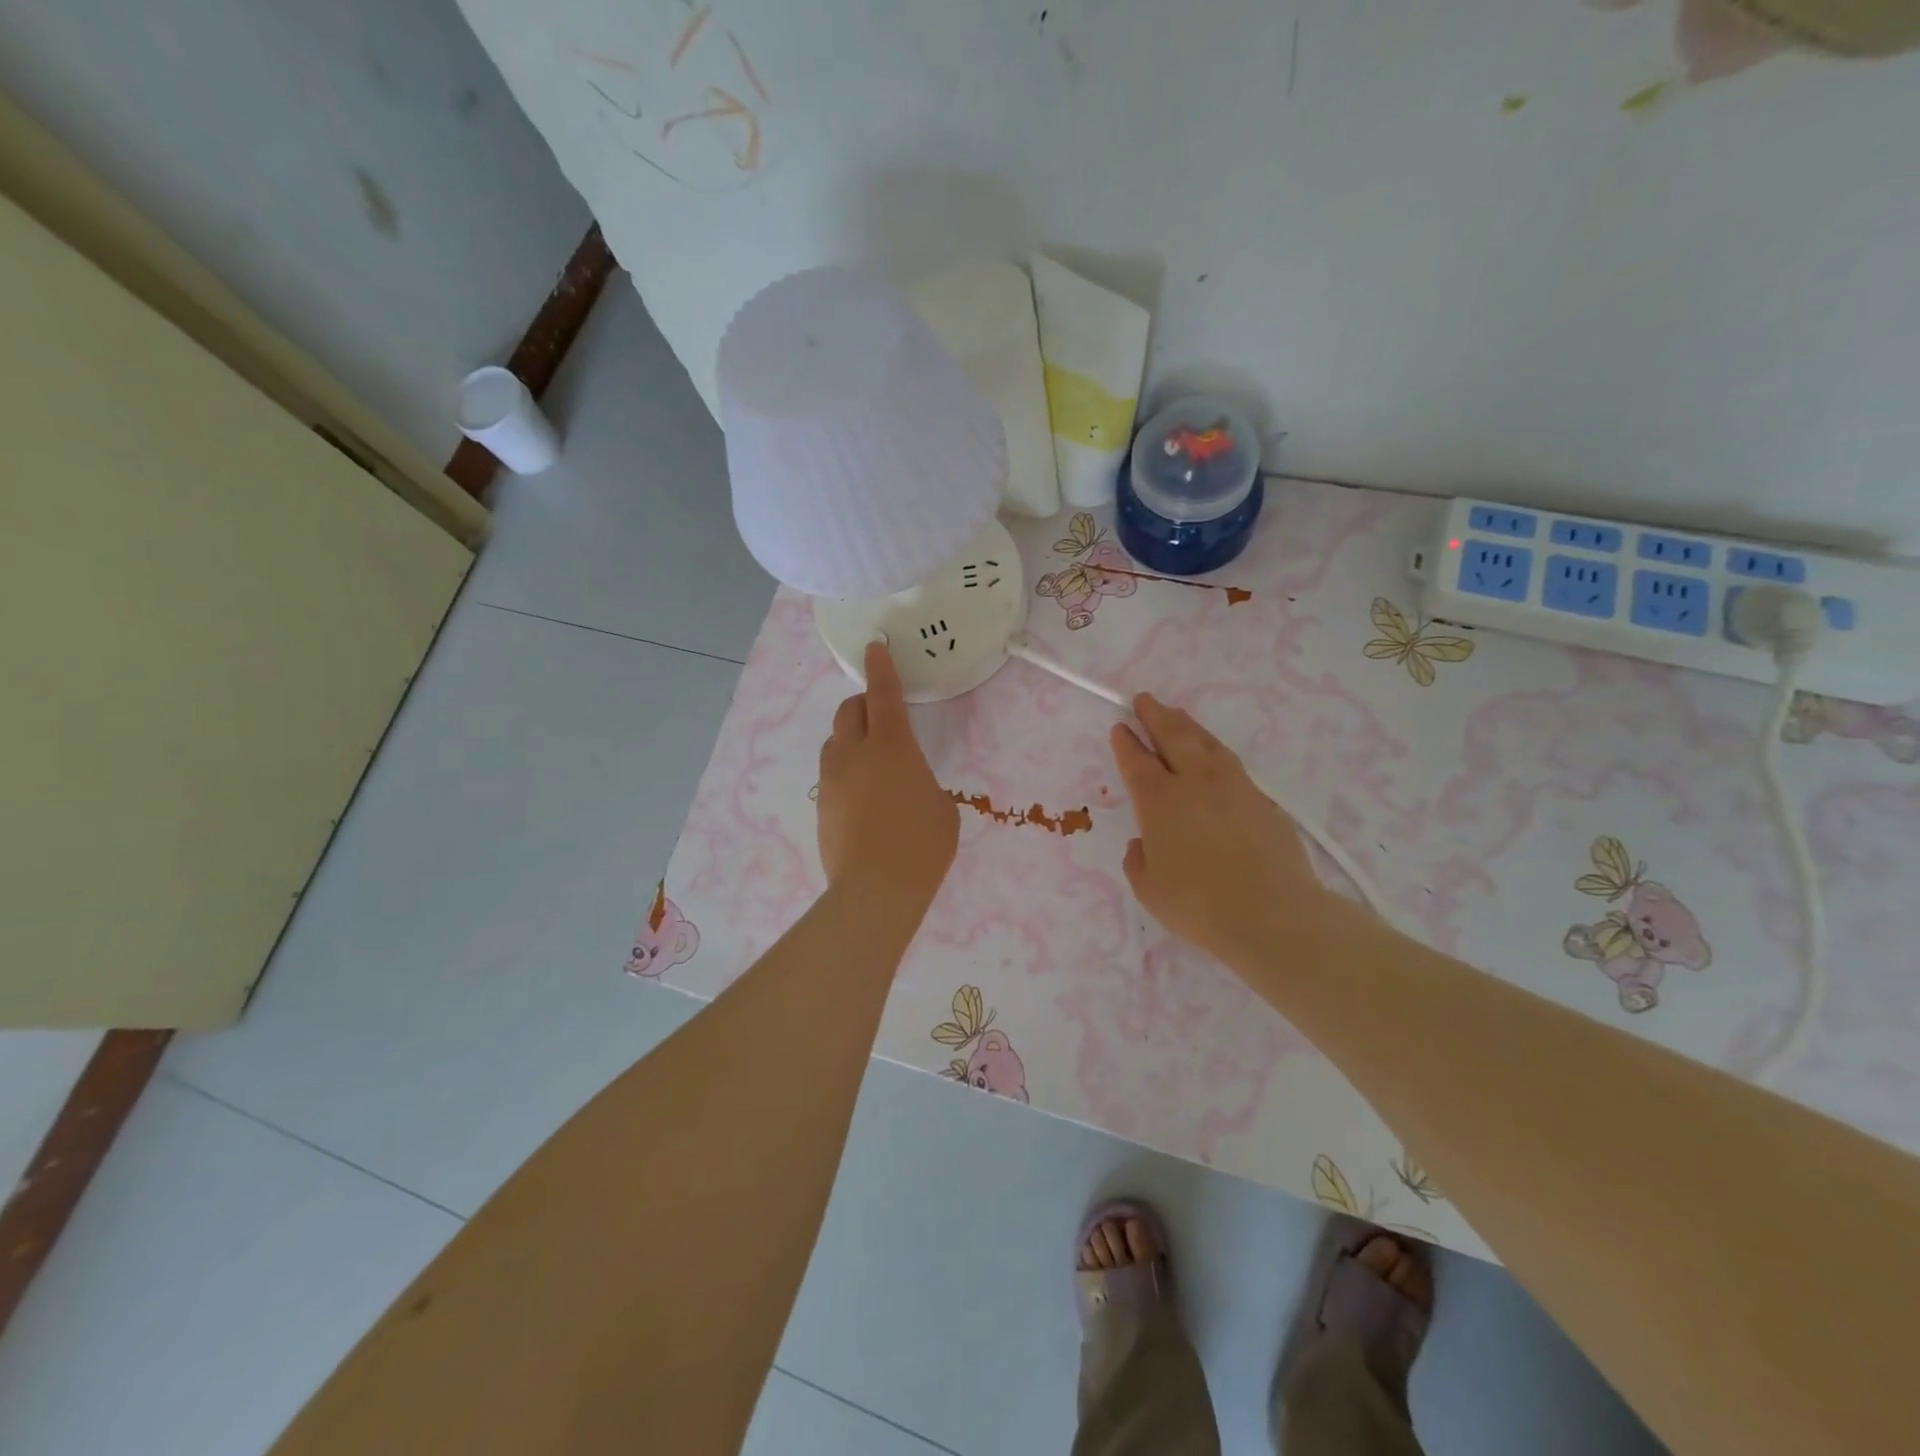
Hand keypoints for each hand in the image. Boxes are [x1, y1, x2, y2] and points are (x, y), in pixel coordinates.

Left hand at [817, 642, 958, 905]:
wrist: (875, 891)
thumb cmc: (922, 845)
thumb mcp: (941, 807)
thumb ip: (922, 782)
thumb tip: (907, 785)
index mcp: (892, 745)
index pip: (883, 694)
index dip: (880, 668)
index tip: (874, 648)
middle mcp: (855, 753)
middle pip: (849, 711)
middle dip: (863, 704)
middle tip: (881, 714)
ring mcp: (832, 779)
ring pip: (835, 741)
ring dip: (852, 737)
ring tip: (871, 759)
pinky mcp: (821, 805)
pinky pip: (832, 773)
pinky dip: (846, 771)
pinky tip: (863, 797)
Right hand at [1111, 694, 1350, 967]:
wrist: (1272, 914)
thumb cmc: (1198, 904)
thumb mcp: (1149, 888)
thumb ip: (1139, 859)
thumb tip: (1144, 843)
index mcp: (1159, 801)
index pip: (1137, 761)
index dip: (1126, 742)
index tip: (1119, 727)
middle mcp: (1194, 782)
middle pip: (1172, 736)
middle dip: (1155, 715)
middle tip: (1144, 700)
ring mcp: (1232, 786)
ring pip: (1205, 742)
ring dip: (1187, 724)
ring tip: (1176, 714)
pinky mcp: (1261, 798)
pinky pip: (1230, 761)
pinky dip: (1213, 749)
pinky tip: (1212, 753)